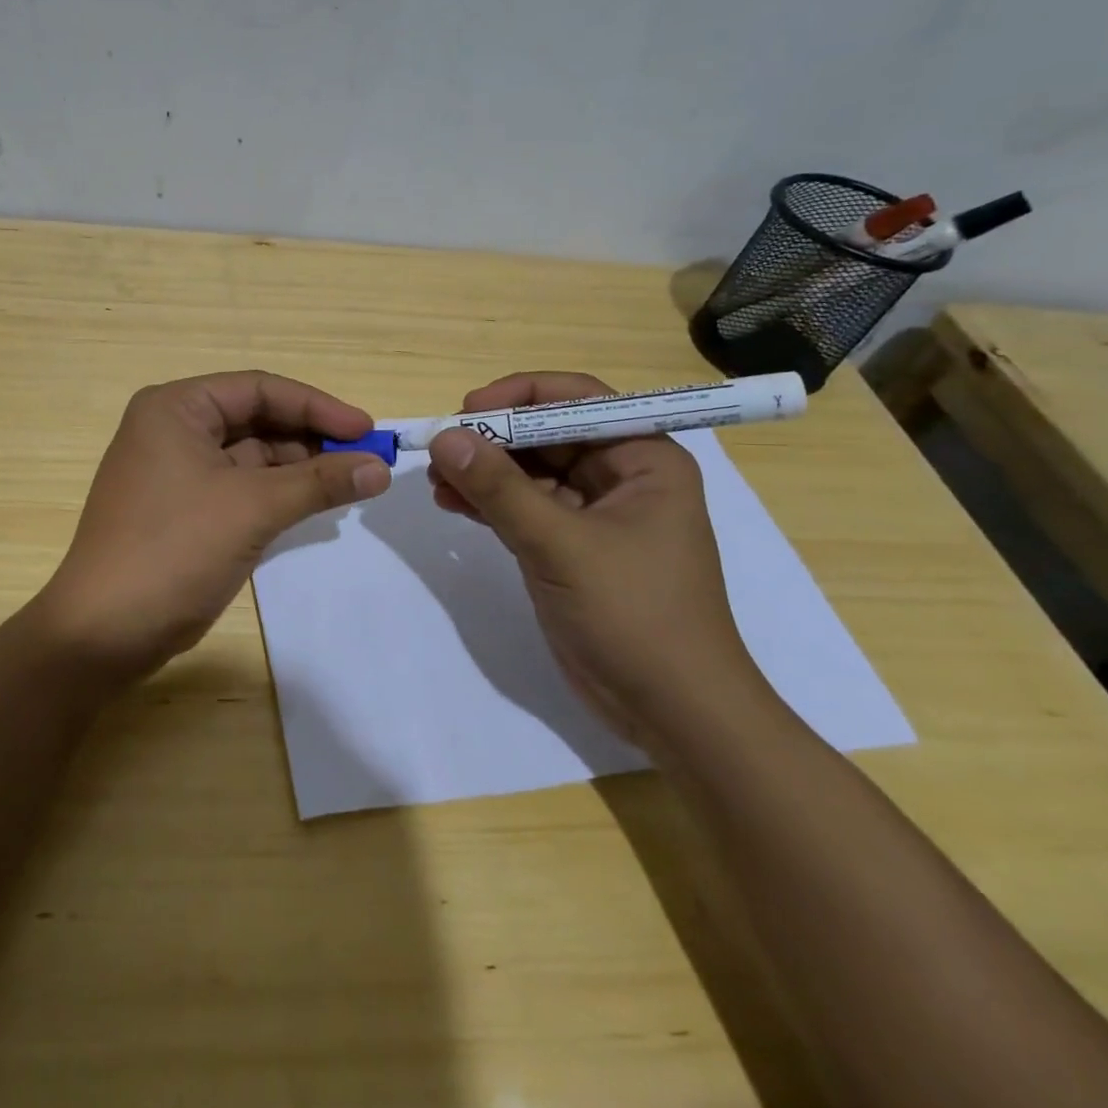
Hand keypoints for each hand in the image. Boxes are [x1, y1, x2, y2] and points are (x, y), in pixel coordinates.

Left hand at [34, 371, 390, 683]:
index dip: (318, 406)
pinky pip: (240, 488)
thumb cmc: (174, 550)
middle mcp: (172, 429)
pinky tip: (315, 505)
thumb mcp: (252, 508)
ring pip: (251, 457)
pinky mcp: (183, 509)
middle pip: (256, 420)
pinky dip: (277, 495)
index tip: (368, 431)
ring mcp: (175, 472)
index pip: (260, 389)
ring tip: (350, 484)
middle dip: (311, 439)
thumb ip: (319, 481)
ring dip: (299, 469)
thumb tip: (381, 467)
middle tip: (365, 461)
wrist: (104, 633)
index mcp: (176, 408)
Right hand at [426, 371, 769, 749]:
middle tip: (440, 449)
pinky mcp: (570, 547)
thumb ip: (501, 489)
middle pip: (547, 434)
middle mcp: (621, 476)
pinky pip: (523, 507)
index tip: (466, 411)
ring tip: (436, 481)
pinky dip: (488, 503)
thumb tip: (445, 437)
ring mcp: (593, 513)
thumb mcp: (561, 544)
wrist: (671, 710)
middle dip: (492, 439)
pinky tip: (451, 503)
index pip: (577, 400)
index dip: (519, 396)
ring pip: (530, 472)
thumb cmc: (634, 614)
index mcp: (643, 459)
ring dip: (483, 472)